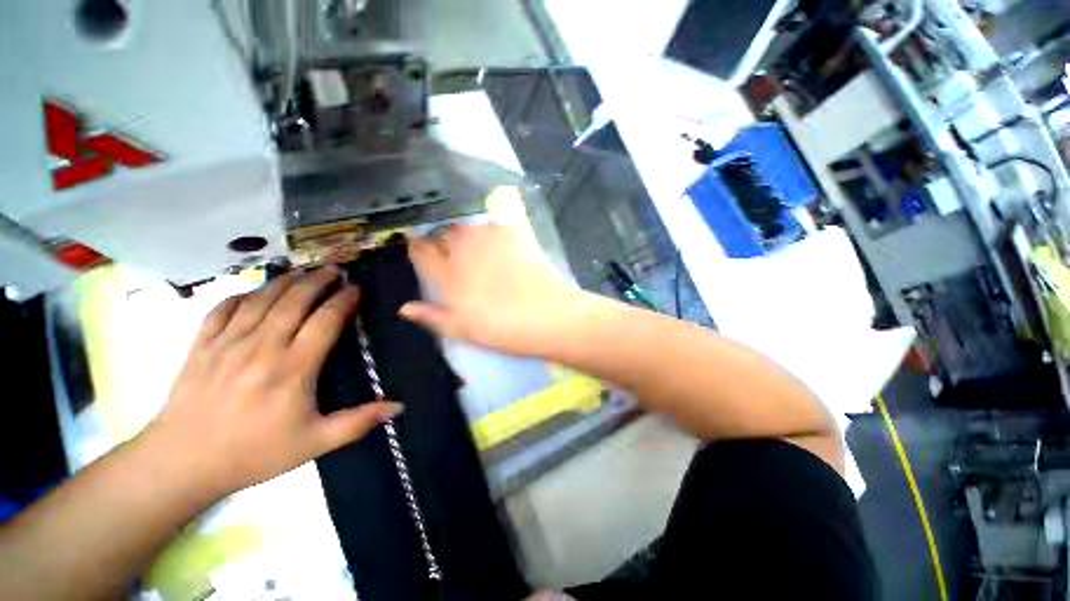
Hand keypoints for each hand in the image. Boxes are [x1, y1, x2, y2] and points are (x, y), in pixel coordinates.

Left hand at [144, 267, 401, 496]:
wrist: (182, 463)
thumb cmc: (254, 453)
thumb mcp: (314, 444)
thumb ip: (358, 422)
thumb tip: (399, 407)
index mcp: (292, 369)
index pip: (325, 321)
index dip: (343, 300)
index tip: (355, 289)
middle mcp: (261, 348)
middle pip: (294, 301)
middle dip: (317, 281)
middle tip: (334, 269)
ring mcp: (227, 343)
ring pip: (261, 299)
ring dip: (285, 281)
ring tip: (304, 271)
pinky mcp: (201, 345)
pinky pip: (223, 309)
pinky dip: (242, 294)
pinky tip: (255, 291)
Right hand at [400, 224, 578, 356]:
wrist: (548, 316)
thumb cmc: (504, 329)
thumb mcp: (464, 330)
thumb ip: (432, 316)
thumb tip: (404, 308)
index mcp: (447, 275)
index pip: (420, 250)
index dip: (419, 248)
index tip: (423, 252)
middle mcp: (463, 250)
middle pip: (441, 232)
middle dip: (441, 239)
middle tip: (451, 251)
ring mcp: (489, 238)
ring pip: (464, 223)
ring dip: (463, 231)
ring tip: (473, 244)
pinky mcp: (512, 232)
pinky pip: (491, 220)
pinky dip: (488, 226)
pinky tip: (495, 238)